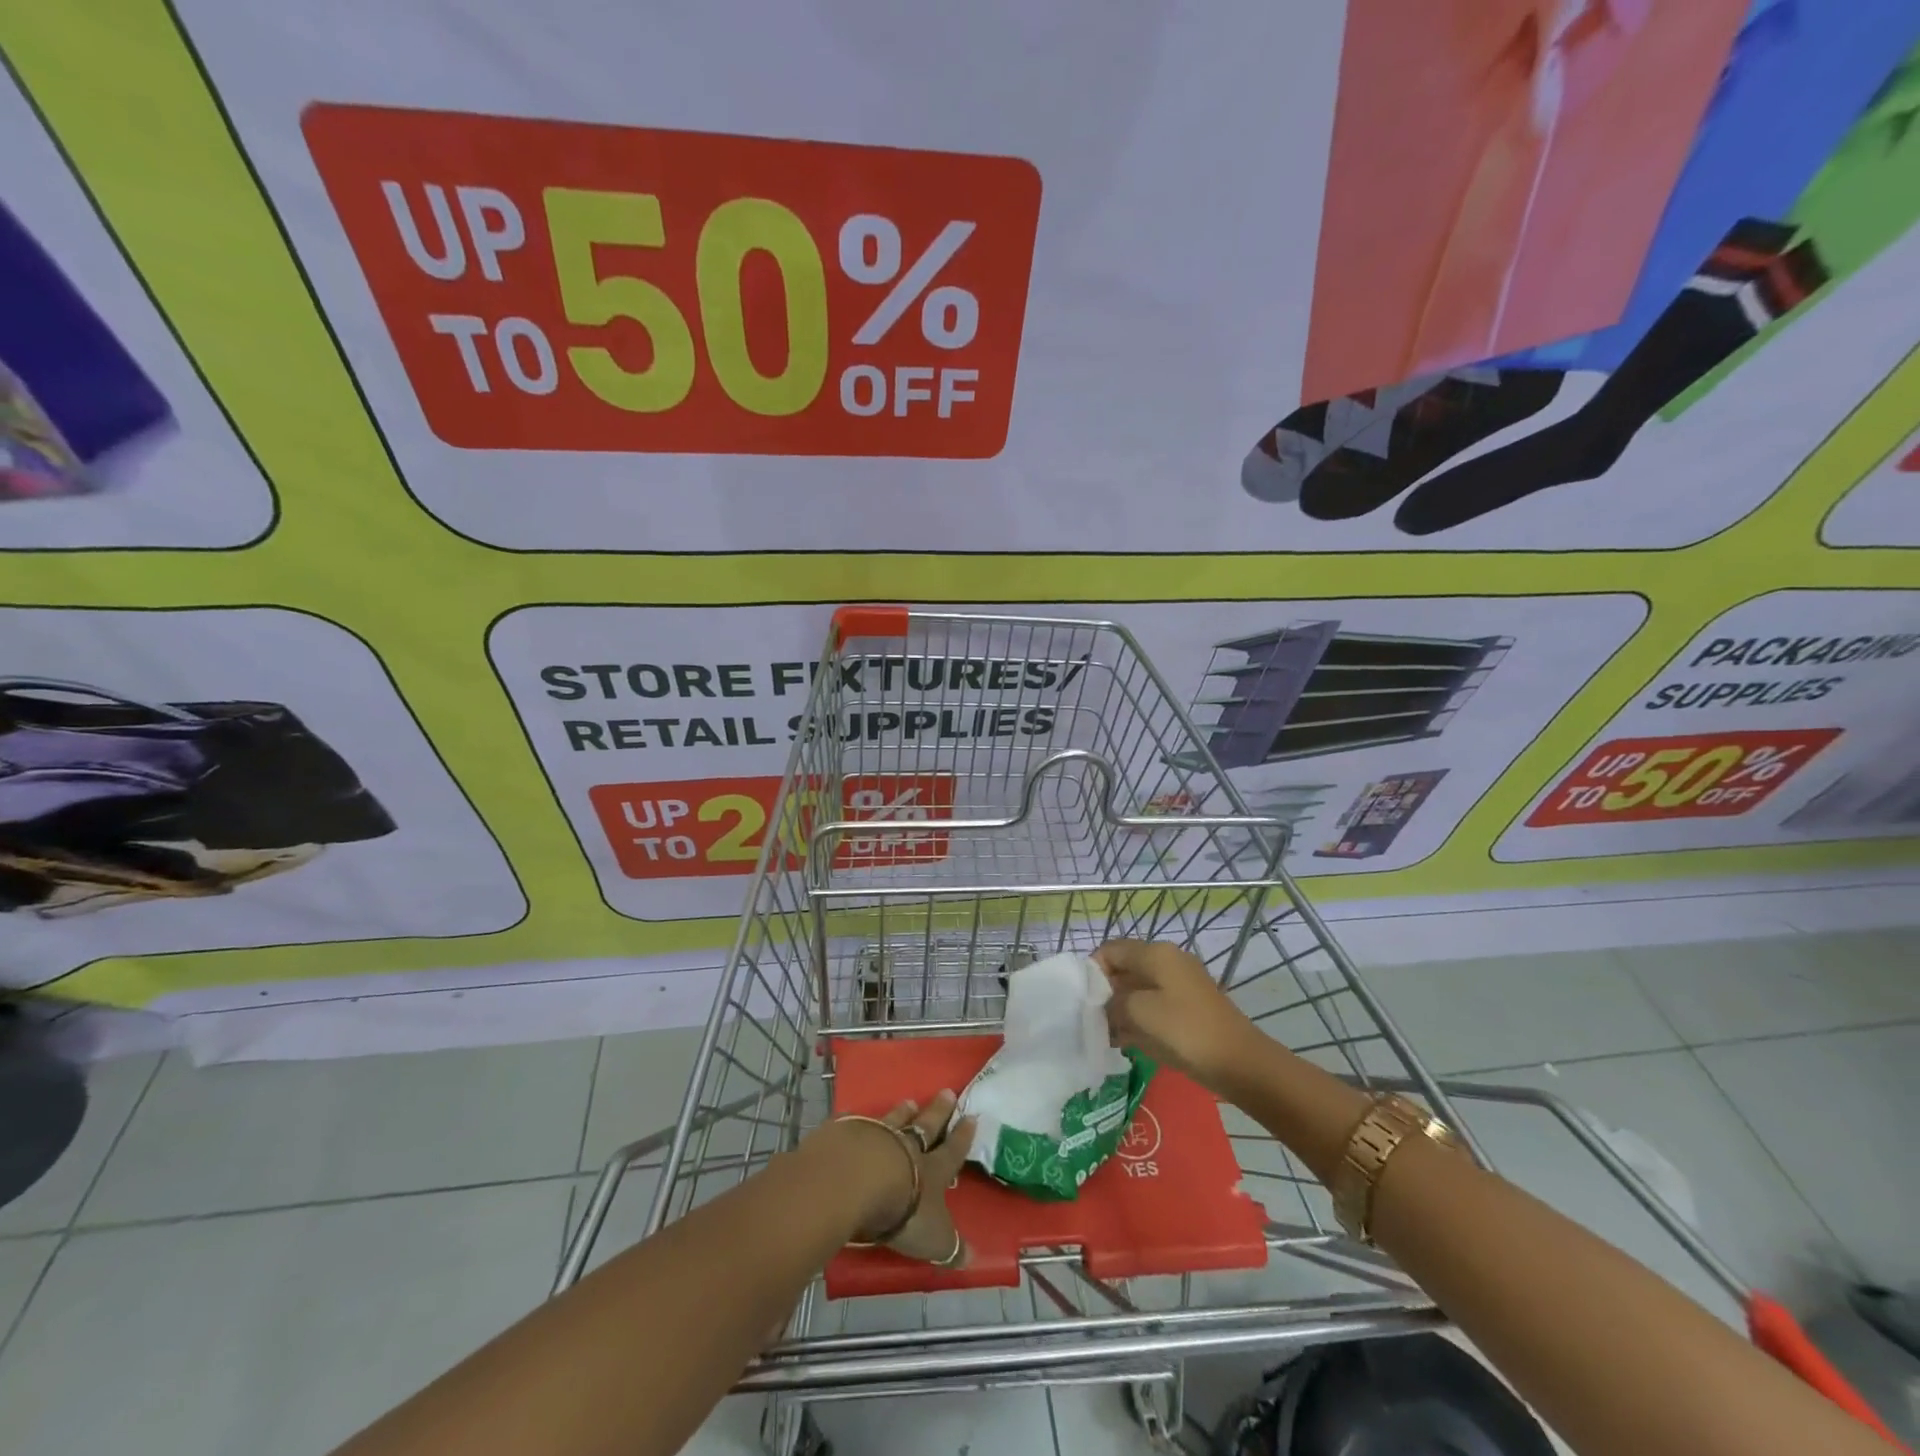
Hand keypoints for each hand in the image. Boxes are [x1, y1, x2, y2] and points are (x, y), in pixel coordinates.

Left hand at [826, 1091, 976, 1267]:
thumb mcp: (933, 1238)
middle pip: (926, 1126)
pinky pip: (855, 1123)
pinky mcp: (846, 1134)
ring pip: (893, 1120)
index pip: (952, 1152)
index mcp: (931, 1171)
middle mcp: (906, 1148)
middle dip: (938, 1112)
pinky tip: (854, 1115)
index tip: (971, 1116)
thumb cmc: (903, 1212)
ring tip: (909, 1101)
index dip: (962, 1137)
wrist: (857, 1181)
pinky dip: (857, 1120)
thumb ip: (950, 1247)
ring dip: (902, 1112)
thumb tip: (973, 1258)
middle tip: (947, 1092)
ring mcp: (876, 1136)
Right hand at [1096, 939, 1261, 1091]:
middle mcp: (1168, 961)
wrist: (1239, 1061)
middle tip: (1090, 1019)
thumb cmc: (1185, 1030)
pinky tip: (1125, 1041)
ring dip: (1120, 1008)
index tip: (1082, 999)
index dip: (1092, 970)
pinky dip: (1138, 1018)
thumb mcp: (1139, 1013)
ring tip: (1105, 1034)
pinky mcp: (1189, 1007)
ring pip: (1138, 989)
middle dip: (1105, 991)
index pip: (1111, 950)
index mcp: (1155, 953)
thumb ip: (1113, 1002)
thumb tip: (1105, 1004)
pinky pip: (1154, 1005)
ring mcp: (1181, 984)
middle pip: (1125, 968)